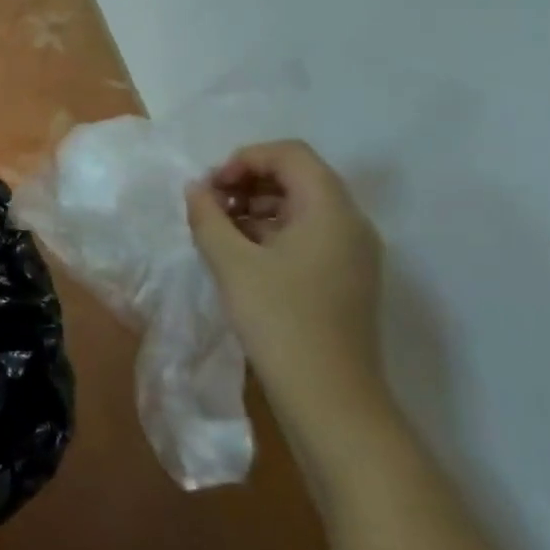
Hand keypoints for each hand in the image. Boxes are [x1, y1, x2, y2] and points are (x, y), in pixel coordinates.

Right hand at [185, 140, 390, 454]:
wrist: (329, 396)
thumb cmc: (279, 320)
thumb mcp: (231, 263)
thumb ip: (208, 216)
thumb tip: (196, 189)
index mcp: (331, 210)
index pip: (290, 154)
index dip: (245, 159)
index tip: (211, 188)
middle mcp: (351, 223)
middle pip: (298, 176)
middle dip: (248, 182)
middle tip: (209, 208)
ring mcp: (353, 252)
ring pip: (302, 206)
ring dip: (257, 207)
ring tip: (219, 233)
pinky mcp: (346, 277)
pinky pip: (308, 234)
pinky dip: (272, 232)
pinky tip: (241, 257)